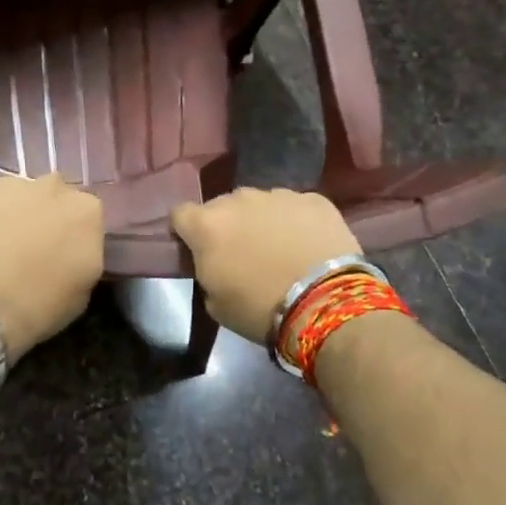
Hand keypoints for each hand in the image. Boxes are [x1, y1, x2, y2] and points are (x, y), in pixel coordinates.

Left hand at [0, 172, 102, 363]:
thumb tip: (69, 252)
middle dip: (41, 216)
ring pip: (13, 195)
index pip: (85, 217)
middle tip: (25, 247)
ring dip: (8, 214)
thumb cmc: (35, 307)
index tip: (58, 254)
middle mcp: (52, 186)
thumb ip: (82, 258)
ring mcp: (9, 183)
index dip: (70, 236)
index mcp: (86, 211)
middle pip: (51, 197)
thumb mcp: (80, 293)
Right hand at [170, 188, 360, 340]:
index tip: (196, 249)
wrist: (325, 303)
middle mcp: (238, 199)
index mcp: (206, 225)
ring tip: (280, 249)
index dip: (186, 231)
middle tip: (243, 254)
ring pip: (260, 204)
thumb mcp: (214, 302)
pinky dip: (296, 222)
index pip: (180, 214)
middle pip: (222, 206)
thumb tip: (216, 262)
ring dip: (262, 221)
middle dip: (228, 226)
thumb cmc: (260, 309)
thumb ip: (207, 271)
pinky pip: (295, 207)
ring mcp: (278, 195)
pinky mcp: (313, 199)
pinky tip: (308, 246)